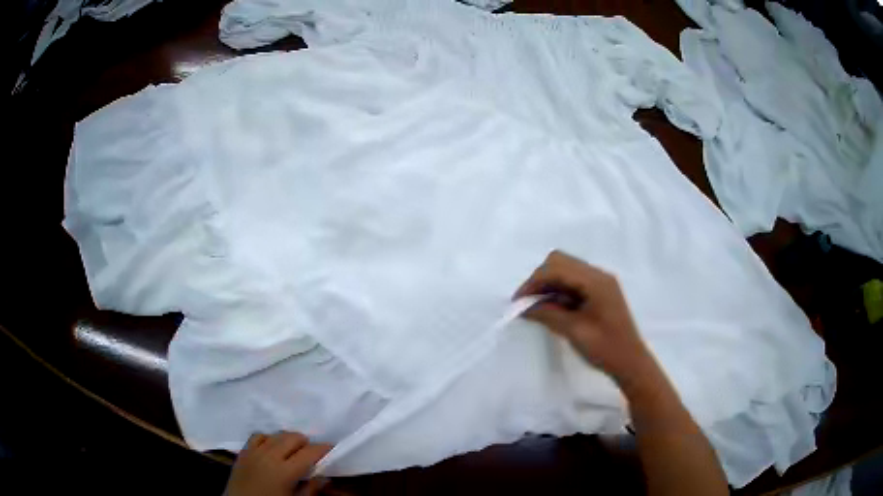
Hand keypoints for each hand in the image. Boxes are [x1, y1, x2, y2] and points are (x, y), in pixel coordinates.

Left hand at [225, 431, 331, 495]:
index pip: (309, 453)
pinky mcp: (243, 451)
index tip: (332, 448)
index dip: (323, 449)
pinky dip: (268, 438)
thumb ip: (311, 489)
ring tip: (293, 450)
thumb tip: (325, 477)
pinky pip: (258, 436)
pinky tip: (272, 447)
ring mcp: (254, 452)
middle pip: (293, 438)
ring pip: (276, 434)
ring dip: (288, 439)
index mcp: (285, 472)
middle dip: (306, 443)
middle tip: (312, 454)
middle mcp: (270, 456)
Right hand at [514, 250, 653, 385]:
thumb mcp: (574, 331)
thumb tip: (523, 306)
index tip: (518, 302)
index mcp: (596, 281)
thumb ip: (548, 314)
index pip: (557, 268)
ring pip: (566, 271)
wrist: (630, 363)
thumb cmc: (605, 349)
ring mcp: (600, 283)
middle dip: (540, 280)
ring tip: (536, 308)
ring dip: (548, 285)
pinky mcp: (599, 293)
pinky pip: (573, 283)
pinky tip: (552, 309)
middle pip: (561, 262)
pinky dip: (559, 291)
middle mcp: (598, 275)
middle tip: (527, 303)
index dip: (534, 282)